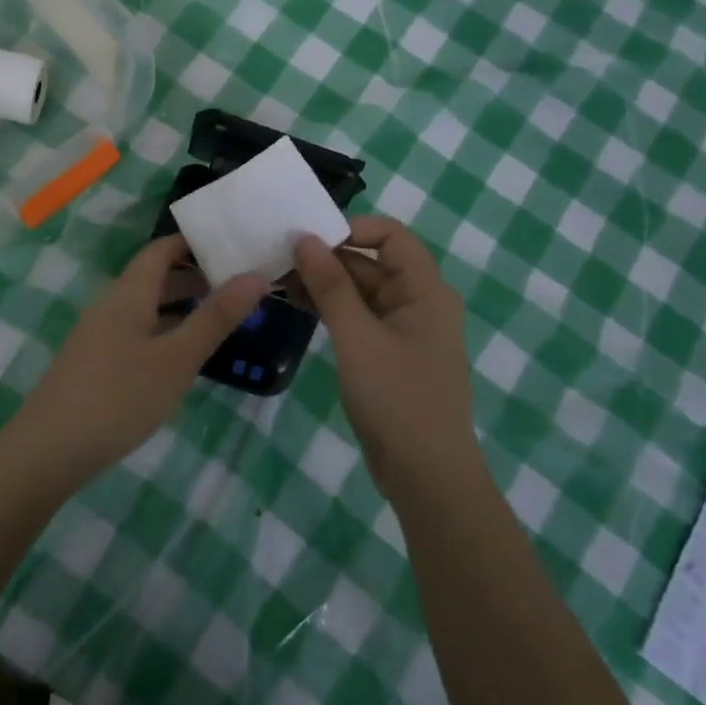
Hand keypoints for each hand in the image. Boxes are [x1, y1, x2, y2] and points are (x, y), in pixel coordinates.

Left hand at [17, 236, 266, 477]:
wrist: (48, 450)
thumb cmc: (119, 397)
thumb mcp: (177, 358)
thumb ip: (215, 317)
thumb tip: (255, 275)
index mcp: (128, 293)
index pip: (160, 250)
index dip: (192, 242)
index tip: (230, 244)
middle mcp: (110, 305)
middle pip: (153, 278)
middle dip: (193, 276)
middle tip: (237, 285)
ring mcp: (98, 335)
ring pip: (144, 307)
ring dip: (179, 307)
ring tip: (219, 319)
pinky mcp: (93, 363)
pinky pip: (135, 332)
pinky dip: (163, 331)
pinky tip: (181, 357)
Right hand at [293, 216, 476, 490]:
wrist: (426, 476)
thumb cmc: (397, 398)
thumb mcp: (357, 337)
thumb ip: (331, 285)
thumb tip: (305, 238)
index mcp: (425, 290)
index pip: (391, 235)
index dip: (351, 228)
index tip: (309, 238)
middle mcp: (419, 302)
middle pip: (372, 262)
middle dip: (328, 258)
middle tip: (279, 258)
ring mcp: (404, 330)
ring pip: (362, 291)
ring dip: (325, 284)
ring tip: (279, 281)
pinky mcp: (389, 354)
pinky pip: (359, 317)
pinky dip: (332, 309)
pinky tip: (297, 307)